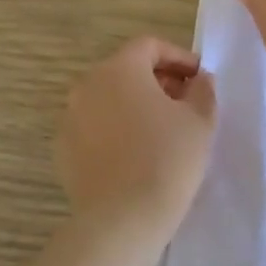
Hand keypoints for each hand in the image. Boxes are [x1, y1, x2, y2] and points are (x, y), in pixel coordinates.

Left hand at [57, 38, 217, 238]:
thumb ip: (203, 90)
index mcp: (119, 69)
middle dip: (157, 80)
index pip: (149, 46)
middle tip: (184, 102)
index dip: (178, 56)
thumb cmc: (167, 160)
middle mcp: (87, 85)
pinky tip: (136, 153)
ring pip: (107, 99)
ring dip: (135, 105)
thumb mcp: (200, 121)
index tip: (199, 77)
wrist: (122, 219)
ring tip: (162, 130)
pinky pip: (94, 126)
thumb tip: (199, 80)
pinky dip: (115, 129)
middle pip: (125, 70)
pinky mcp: (63, 149)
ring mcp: (70, 118)